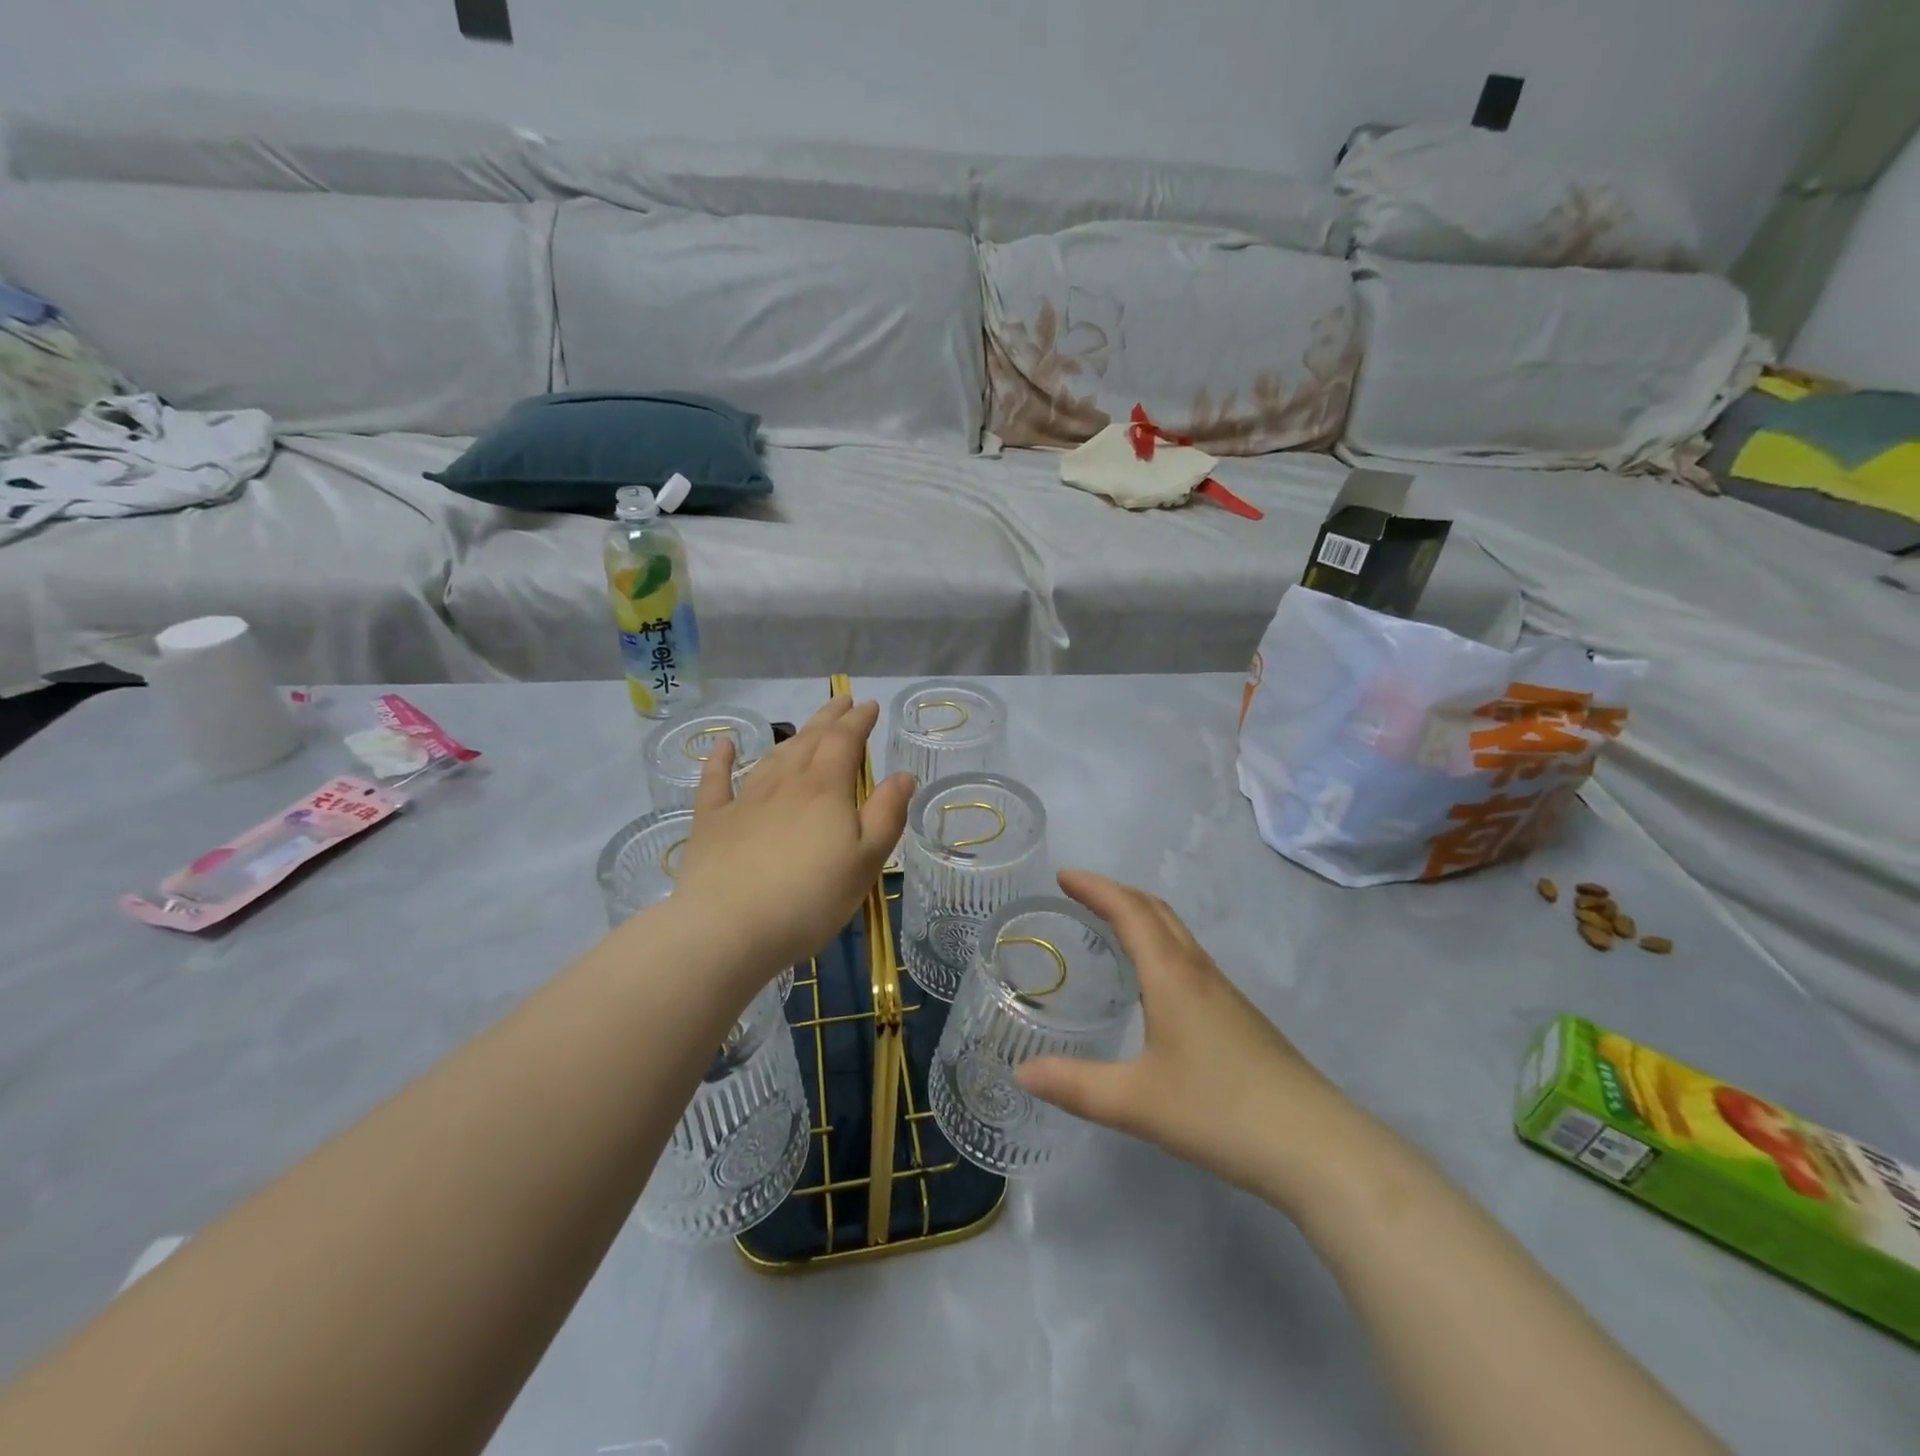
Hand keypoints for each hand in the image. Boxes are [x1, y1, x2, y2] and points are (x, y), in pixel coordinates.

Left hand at [670, 696, 912, 977]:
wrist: (729, 928)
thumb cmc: (811, 899)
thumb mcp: (866, 860)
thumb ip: (887, 815)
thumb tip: (902, 775)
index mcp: (826, 789)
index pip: (845, 741)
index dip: (859, 721)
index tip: (869, 706)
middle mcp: (786, 783)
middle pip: (809, 740)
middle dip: (828, 718)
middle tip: (841, 701)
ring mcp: (745, 800)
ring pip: (773, 757)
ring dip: (792, 736)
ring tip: (806, 726)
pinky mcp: (712, 822)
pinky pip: (716, 782)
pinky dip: (721, 760)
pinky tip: (724, 745)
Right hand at [1016, 870, 1358, 1202]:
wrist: (1316, 1147)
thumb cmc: (1221, 1112)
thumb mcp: (1137, 1103)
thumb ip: (1076, 1086)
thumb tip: (1021, 1072)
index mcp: (1172, 976)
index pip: (1129, 912)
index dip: (1095, 888)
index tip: (1063, 876)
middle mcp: (1199, 972)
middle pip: (1156, 912)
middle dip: (1116, 894)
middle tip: (1079, 894)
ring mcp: (1225, 994)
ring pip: (1177, 934)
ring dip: (1141, 916)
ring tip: (1109, 927)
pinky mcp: (1239, 1017)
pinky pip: (1189, 959)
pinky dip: (1160, 945)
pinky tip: (1152, 982)